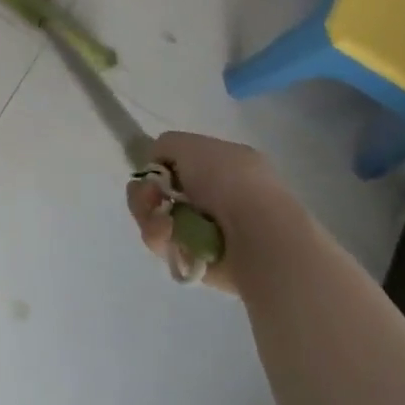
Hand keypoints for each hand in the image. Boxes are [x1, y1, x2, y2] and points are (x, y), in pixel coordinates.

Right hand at [126, 132, 300, 296]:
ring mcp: (209, 229)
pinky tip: (169, 238)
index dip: (160, 168)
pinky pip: (166, 246)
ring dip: (150, 217)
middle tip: (150, 198)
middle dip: (147, 194)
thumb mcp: (189, 144)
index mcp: (225, 165)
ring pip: (159, 219)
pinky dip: (161, 240)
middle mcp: (218, 196)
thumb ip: (165, 146)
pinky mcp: (200, 259)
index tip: (153, 173)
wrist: (258, 237)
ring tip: (162, 224)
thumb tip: (155, 166)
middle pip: (162, 193)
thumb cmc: (227, 182)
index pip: (180, 164)